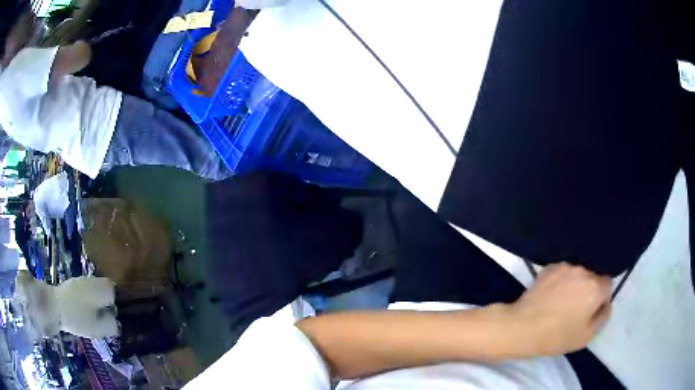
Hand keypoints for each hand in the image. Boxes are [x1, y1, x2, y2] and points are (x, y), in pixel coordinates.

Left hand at [509, 263, 611, 355]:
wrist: (523, 326)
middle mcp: (583, 271)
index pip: (607, 286)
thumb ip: (602, 317)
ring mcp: (565, 266)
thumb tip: (606, 304)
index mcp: (596, 286)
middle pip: (592, 278)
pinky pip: (562, 273)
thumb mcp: (586, 336)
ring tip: (561, 302)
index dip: (601, 299)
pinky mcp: (549, 267)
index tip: (590, 311)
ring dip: (574, 284)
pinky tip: (551, 295)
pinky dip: (560, 281)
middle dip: (588, 290)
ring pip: (577, 274)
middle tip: (575, 308)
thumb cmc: (557, 336)